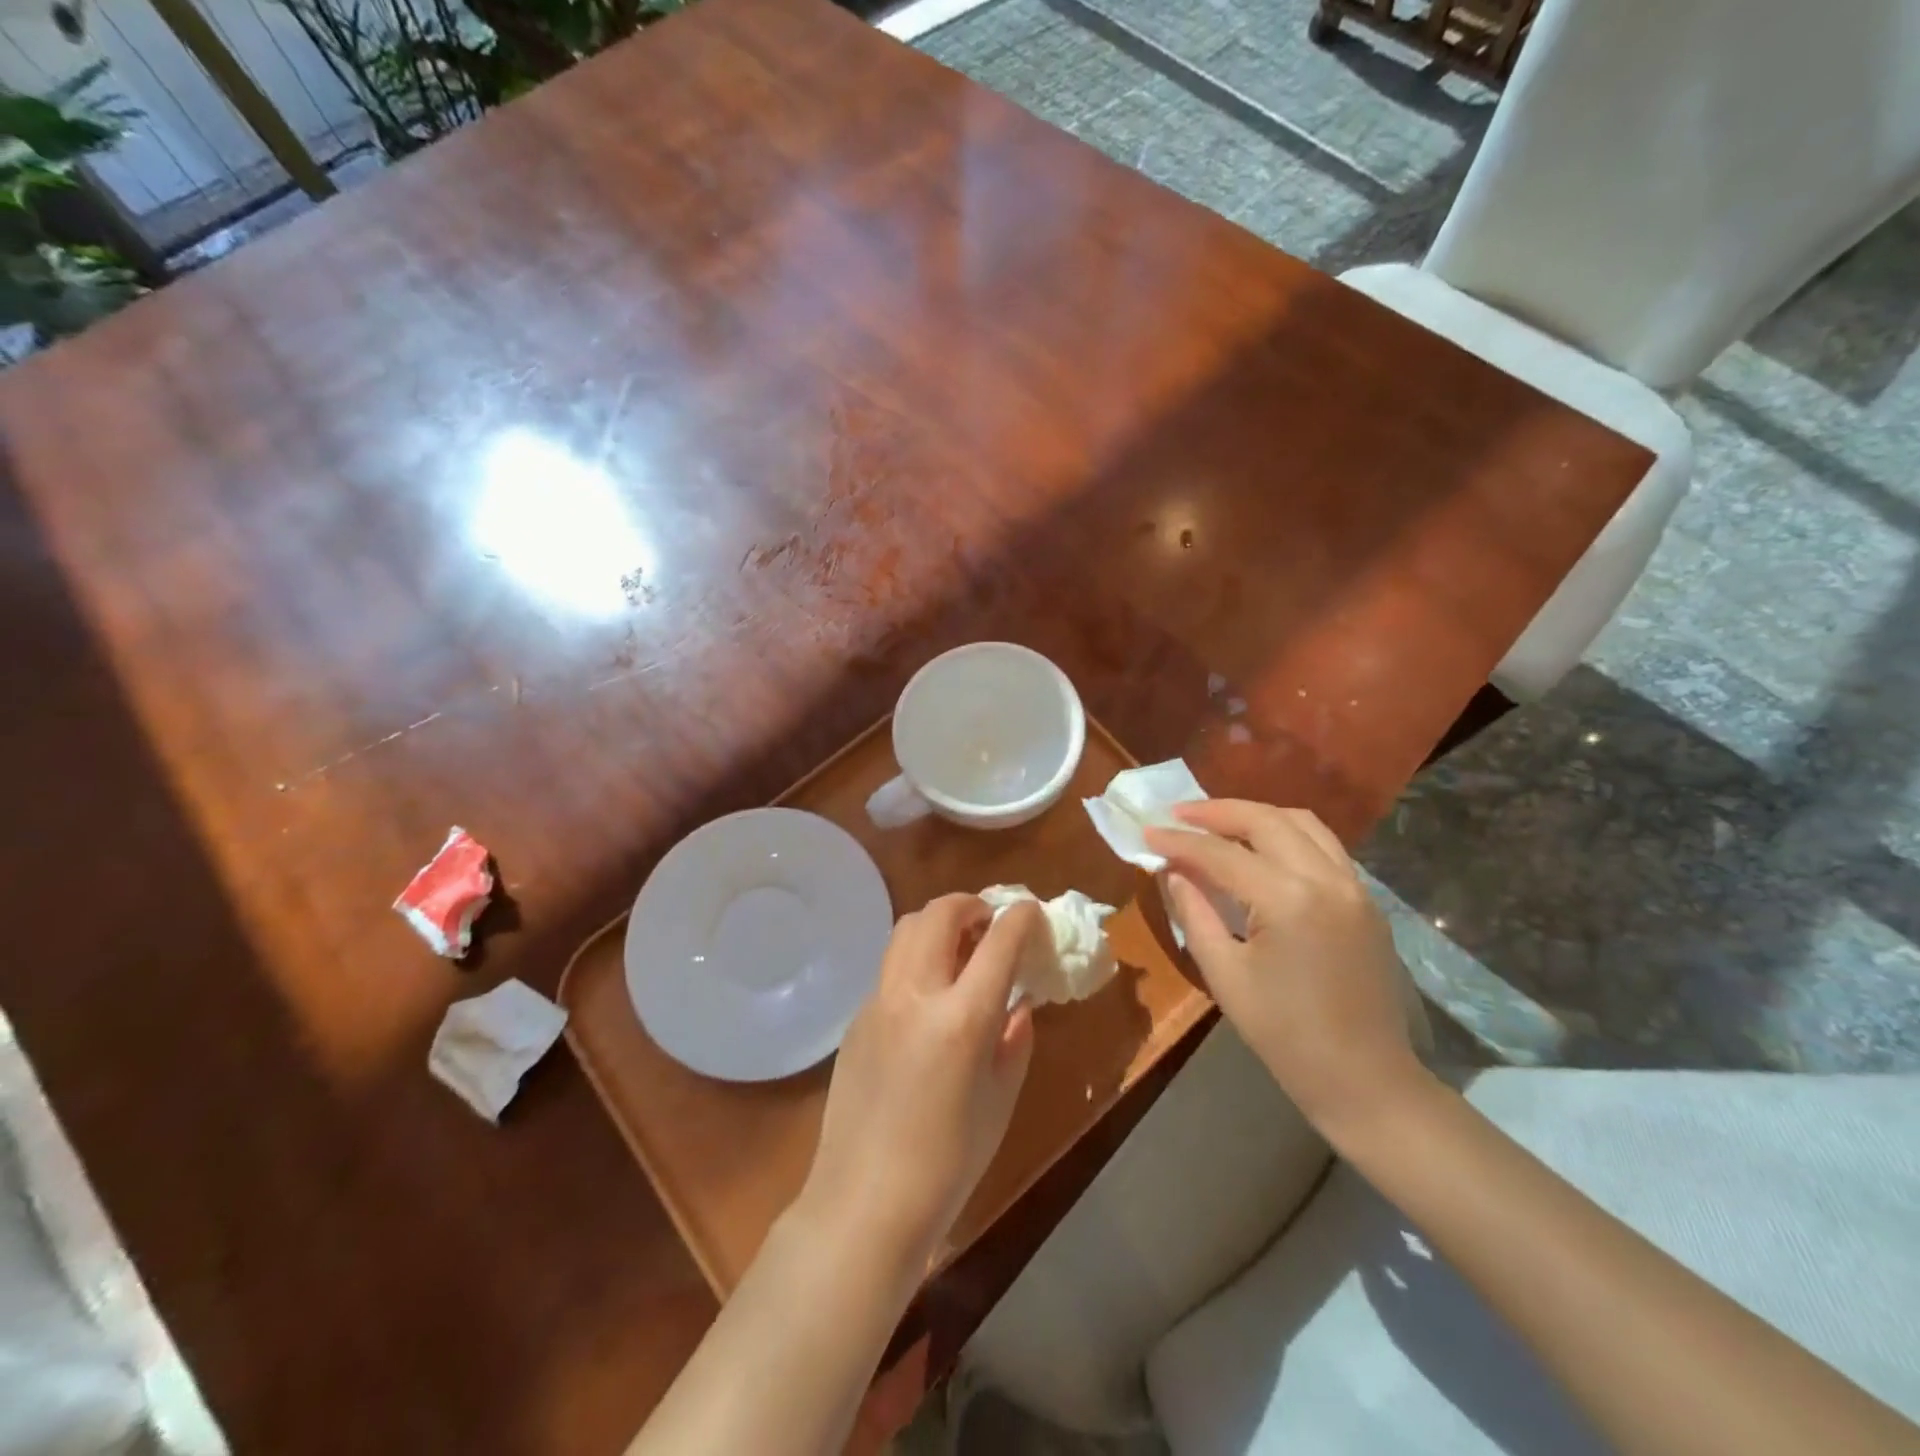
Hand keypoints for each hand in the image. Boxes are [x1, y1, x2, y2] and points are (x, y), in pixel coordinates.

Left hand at [799, 893, 1041, 1268]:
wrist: (865, 1201)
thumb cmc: (948, 1163)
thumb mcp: (1000, 1100)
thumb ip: (1014, 1040)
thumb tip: (1018, 1004)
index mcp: (962, 1018)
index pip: (999, 941)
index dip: (1021, 918)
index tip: (1033, 913)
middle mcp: (916, 993)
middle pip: (941, 913)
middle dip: (972, 904)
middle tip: (990, 924)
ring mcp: (878, 1000)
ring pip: (907, 929)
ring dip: (939, 923)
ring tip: (959, 948)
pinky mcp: (856, 1017)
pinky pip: (890, 967)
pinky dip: (916, 959)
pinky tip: (927, 997)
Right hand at [1144, 800, 1425, 1136]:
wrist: (1366, 1081)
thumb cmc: (1285, 1036)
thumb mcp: (1225, 975)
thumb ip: (1195, 913)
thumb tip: (1174, 872)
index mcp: (1288, 900)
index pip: (1221, 854)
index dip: (1179, 841)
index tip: (1146, 831)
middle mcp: (1326, 879)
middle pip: (1265, 820)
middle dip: (1216, 812)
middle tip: (1177, 815)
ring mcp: (1354, 886)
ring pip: (1301, 822)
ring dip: (1255, 816)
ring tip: (1217, 824)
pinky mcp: (1365, 900)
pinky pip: (1323, 846)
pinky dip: (1286, 834)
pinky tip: (1260, 850)